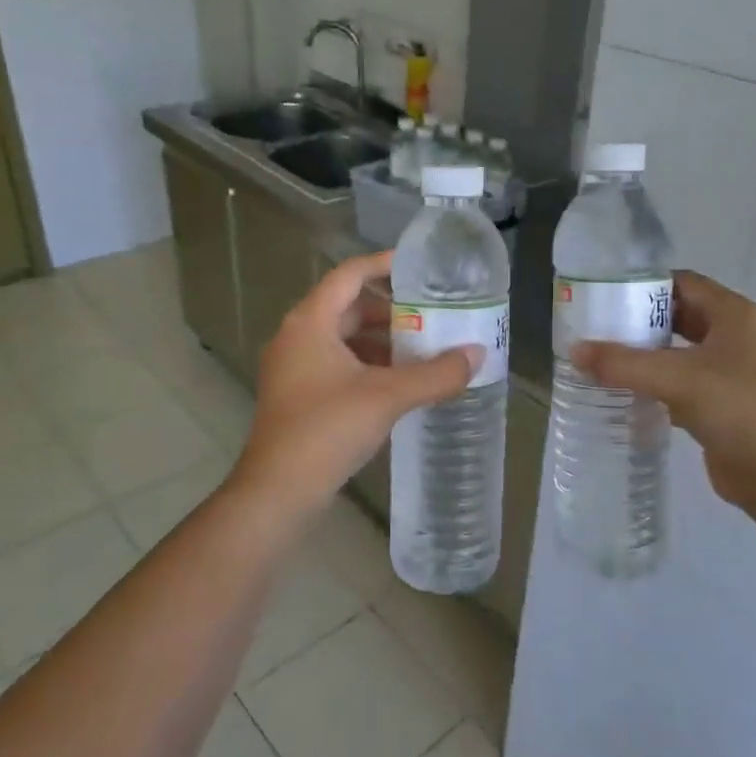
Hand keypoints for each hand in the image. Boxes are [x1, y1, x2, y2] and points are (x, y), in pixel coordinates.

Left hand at [232, 251, 477, 515]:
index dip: (384, 265)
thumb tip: (477, 354)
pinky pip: (339, 364)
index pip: (349, 275)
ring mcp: (295, 367)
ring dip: (382, 341)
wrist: (278, 492)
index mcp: (310, 322)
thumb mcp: (387, 397)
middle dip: (391, 310)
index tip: (420, 267)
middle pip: (348, 307)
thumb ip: (435, 374)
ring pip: (344, 339)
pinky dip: (369, 365)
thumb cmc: (327, 430)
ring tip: (423, 349)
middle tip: (432, 314)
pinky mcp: (299, 395)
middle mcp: (297, 336)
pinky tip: (399, 383)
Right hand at [573, 271, 755, 513]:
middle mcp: (733, 337)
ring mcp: (729, 373)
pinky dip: (654, 385)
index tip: (605, 294)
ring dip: (644, 355)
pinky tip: (622, 393)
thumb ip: (623, 363)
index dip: (645, 284)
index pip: (683, 282)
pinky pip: (680, 385)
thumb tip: (574, 351)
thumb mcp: (678, 378)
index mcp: (733, 315)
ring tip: (600, 358)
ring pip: (678, 353)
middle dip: (639, 321)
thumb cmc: (740, 409)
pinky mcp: (720, 405)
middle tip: (596, 328)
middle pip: (678, 316)